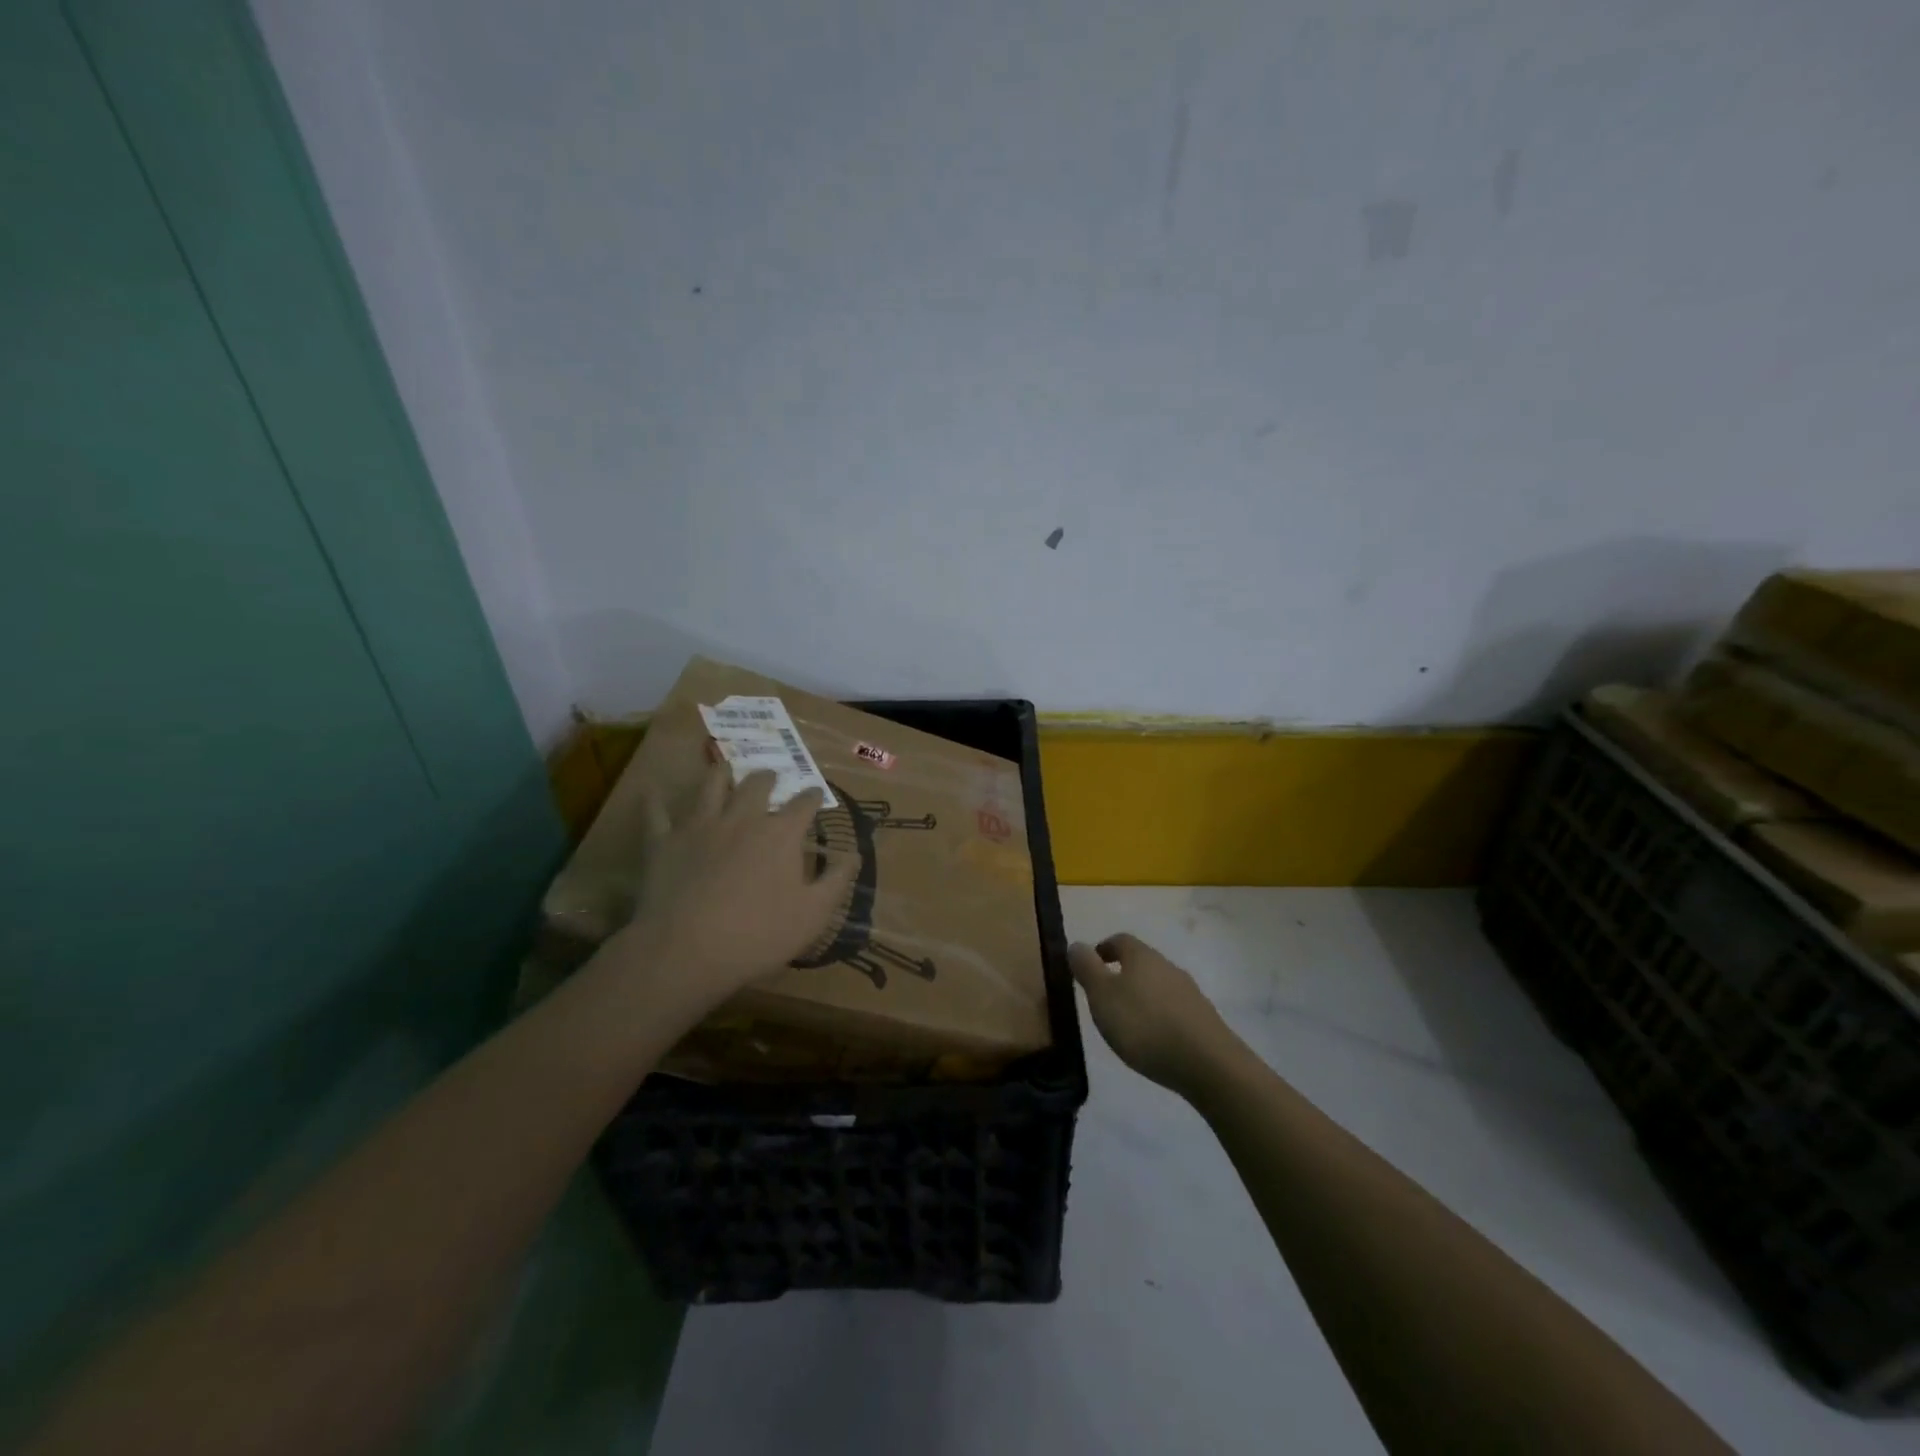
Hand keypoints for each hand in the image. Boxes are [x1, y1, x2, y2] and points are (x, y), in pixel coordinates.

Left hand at [609, 765, 857, 1011]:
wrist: (686, 950)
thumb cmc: (758, 935)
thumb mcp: (813, 915)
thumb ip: (836, 881)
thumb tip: (853, 854)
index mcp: (781, 833)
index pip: (804, 804)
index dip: (813, 796)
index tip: (816, 793)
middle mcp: (742, 818)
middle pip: (757, 785)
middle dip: (768, 777)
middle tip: (770, 776)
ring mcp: (700, 825)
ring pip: (711, 785)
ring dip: (720, 773)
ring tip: (725, 768)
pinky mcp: (664, 841)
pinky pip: (657, 813)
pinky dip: (656, 800)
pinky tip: (653, 790)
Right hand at [1068, 934, 1239, 1095]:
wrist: (1207, 1063)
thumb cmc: (1144, 1025)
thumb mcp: (1102, 996)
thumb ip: (1087, 968)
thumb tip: (1076, 944)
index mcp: (1142, 956)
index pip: (1120, 940)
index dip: (1103, 949)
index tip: (1090, 965)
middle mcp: (1168, 966)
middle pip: (1141, 962)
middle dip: (1123, 974)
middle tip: (1105, 997)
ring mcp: (1189, 992)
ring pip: (1159, 985)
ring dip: (1142, 996)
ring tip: (1128, 1022)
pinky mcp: (1204, 1018)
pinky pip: (1174, 1008)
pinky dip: (1160, 1016)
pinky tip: (1154, 1039)